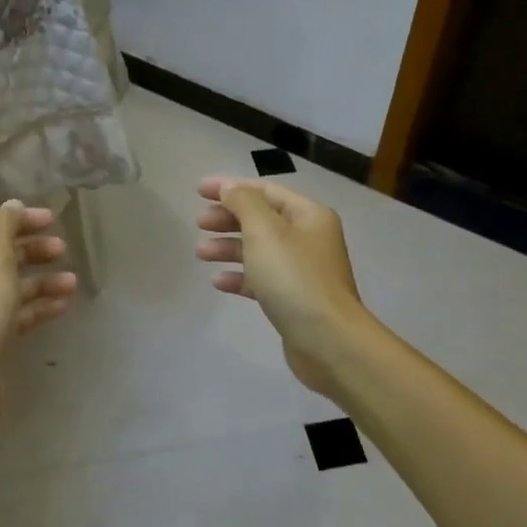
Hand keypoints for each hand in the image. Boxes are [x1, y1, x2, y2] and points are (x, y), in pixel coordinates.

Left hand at [0, 200, 76, 435]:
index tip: (53, 220)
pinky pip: (16, 316)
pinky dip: (38, 308)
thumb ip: (4, 228)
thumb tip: (11, 205)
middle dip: (32, 250)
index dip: (19, 220)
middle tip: (62, 249)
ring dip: (41, 281)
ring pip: (11, 288)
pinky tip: (62, 306)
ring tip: (72, 282)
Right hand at [194, 176, 368, 395]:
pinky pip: (262, 279)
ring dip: (229, 247)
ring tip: (200, 253)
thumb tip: (230, 187)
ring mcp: (303, 271)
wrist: (327, 340)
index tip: (199, 191)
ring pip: (260, 250)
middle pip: (262, 219)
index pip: (266, 191)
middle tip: (199, 222)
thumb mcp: (265, 232)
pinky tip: (218, 282)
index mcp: (309, 215)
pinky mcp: (294, 299)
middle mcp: (309, 238)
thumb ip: (244, 204)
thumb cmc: (294, 278)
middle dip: (229, 218)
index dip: (231, 187)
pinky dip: (240, 277)